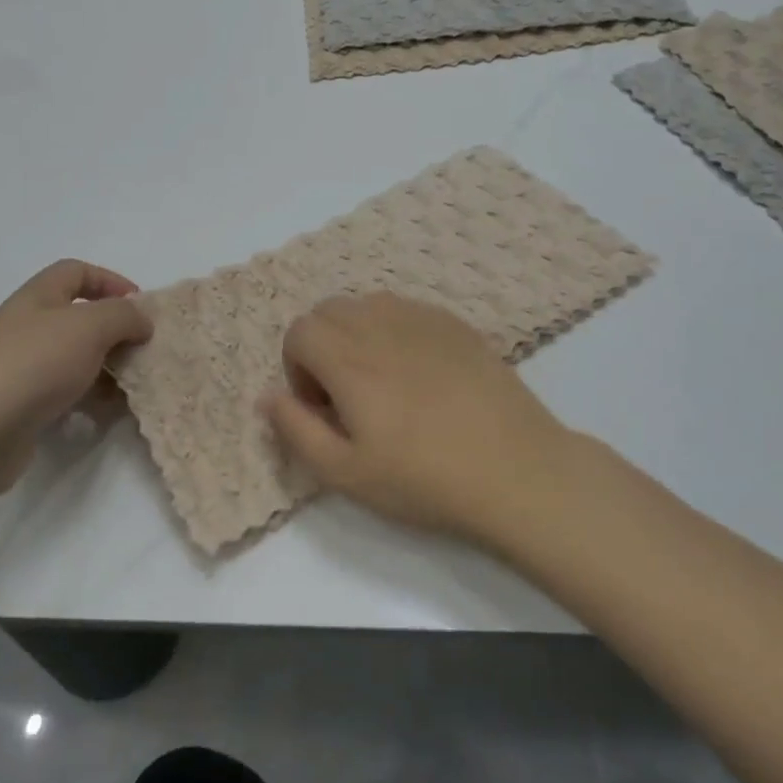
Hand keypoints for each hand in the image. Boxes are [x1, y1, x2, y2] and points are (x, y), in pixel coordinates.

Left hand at [0, 260, 151, 499]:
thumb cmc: (32, 365)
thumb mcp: (88, 327)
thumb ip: (123, 316)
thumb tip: (141, 319)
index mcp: (38, 298)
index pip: (77, 272)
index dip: (111, 281)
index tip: (142, 308)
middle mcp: (28, 327)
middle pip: (79, 318)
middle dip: (116, 332)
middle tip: (144, 351)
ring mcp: (22, 369)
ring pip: (76, 359)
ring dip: (107, 370)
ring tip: (133, 387)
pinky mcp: (22, 407)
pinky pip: (66, 395)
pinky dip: (89, 401)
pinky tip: (106, 415)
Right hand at [263, 292, 577, 542]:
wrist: (515, 469)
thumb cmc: (423, 478)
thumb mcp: (345, 472)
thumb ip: (295, 429)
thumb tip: (267, 395)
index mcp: (348, 358)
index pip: (299, 330)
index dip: (298, 368)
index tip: (324, 407)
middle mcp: (381, 324)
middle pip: (328, 310)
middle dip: (322, 347)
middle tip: (348, 396)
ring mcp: (423, 319)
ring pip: (368, 304)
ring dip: (358, 334)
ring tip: (383, 382)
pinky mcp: (457, 324)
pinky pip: (407, 310)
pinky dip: (396, 331)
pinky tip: (422, 375)